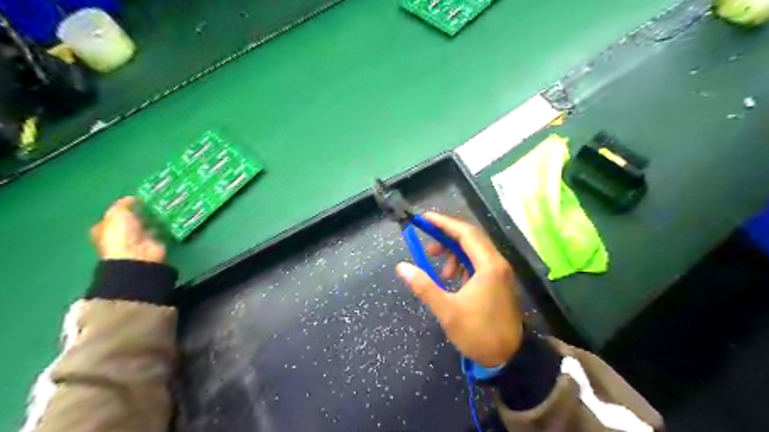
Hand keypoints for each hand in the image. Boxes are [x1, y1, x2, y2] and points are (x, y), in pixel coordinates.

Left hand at [91, 195, 165, 263]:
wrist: (138, 254)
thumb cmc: (120, 234)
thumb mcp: (117, 213)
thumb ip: (124, 204)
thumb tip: (132, 198)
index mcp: (105, 229)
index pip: (113, 215)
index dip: (123, 207)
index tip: (136, 199)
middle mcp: (121, 235)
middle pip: (132, 220)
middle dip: (141, 212)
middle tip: (153, 200)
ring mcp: (139, 239)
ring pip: (147, 224)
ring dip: (155, 217)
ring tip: (165, 205)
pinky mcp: (155, 242)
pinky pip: (161, 230)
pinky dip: (165, 225)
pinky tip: (171, 215)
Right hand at [396, 211, 522, 364]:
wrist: (510, 357)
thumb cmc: (479, 333)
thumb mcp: (447, 311)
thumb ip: (424, 286)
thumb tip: (402, 267)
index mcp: (488, 265)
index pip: (465, 233)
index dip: (444, 223)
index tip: (424, 218)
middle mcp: (496, 263)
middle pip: (470, 238)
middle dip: (446, 239)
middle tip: (427, 250)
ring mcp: (499, 272)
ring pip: (473, 251)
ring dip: (453, 255)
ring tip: (440, 273)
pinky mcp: (497, 281)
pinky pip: (477, 263)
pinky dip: (461, 265)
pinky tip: (451, 280)